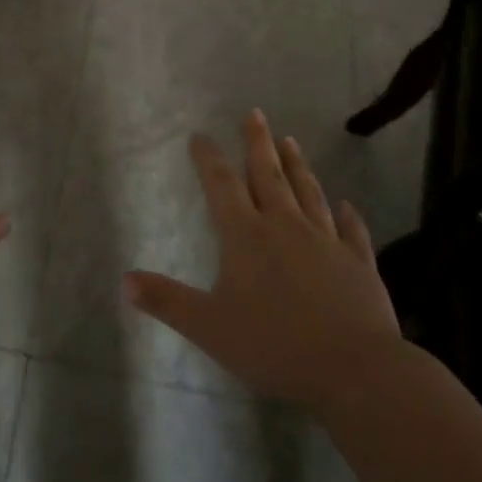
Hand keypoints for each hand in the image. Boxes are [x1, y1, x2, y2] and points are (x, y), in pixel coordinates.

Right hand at [124, 111, 400, 416]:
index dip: (208, 159)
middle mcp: (286, 227)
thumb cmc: (272, 344)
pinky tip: (347, 205)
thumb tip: (124, 280)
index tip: (200, 135)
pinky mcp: (357, 263)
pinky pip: (351, 231)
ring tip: (291, 141)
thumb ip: (167, 300)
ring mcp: (326, 241)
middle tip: (255, 114)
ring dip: (297, 166)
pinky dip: (347, 216)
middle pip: (269, 176)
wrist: (352, 368)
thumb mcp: (207, 326)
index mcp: (246, 236)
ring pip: (308, 193)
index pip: (222, 186)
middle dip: (258, 143)